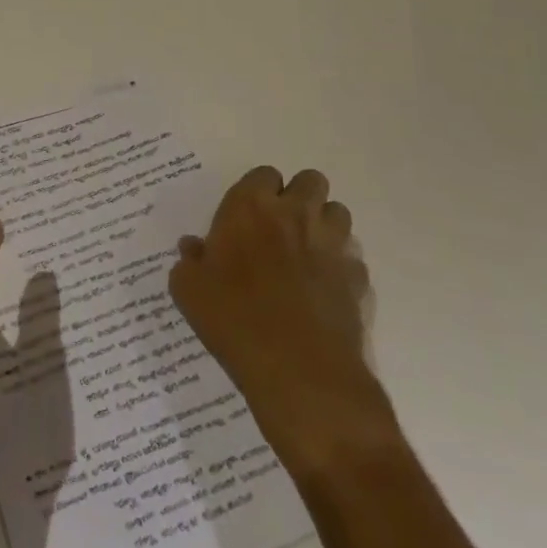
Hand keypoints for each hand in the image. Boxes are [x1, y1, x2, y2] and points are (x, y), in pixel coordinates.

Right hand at [169, 167, 391, 473]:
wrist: (299, 373)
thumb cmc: (233, 319)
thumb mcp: (188, 289)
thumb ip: (189, 261)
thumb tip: (194, 248)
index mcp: (250, 207)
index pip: (263, 174)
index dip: (258, 192)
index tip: (247, 217)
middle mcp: (295, 214)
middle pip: (310, 181)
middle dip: (299, 196)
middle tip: (281, 226)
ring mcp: (332, 246)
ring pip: (338, 213)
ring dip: (323, 224)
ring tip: (306, 252)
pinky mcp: (357, 280)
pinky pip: (353, 258)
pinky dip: (341, 266)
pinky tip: (324, 290)